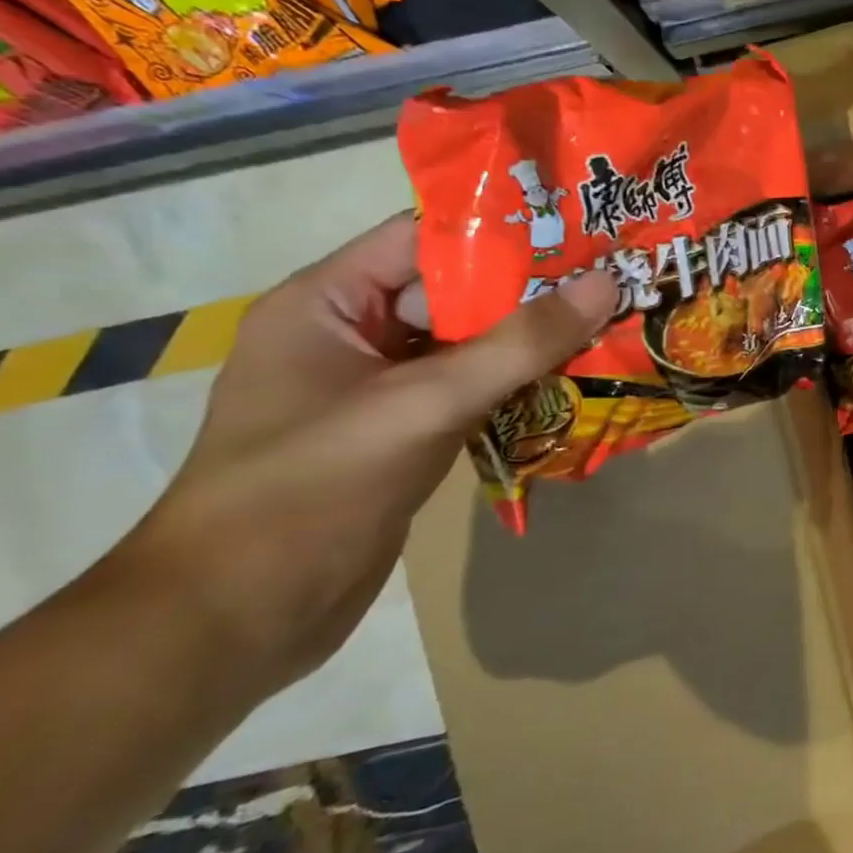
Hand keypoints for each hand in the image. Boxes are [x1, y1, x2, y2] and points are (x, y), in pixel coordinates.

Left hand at [110, 215, 615, 697]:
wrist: (239, 621)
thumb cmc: (313, 490)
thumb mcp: (423, 404)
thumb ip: (518, 344)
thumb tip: (606, 283)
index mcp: (327, 302)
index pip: (423, 240)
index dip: (501, 232)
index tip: (581, 232)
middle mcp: (352, 334)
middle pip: (455, 293)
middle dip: (531, 291)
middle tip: (614, 280)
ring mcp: (380, 389)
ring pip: (469, 346)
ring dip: (532, 343)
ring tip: (610, 325)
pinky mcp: (404, 434)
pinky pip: (470, 392)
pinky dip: (517, 388)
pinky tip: (574, 384)